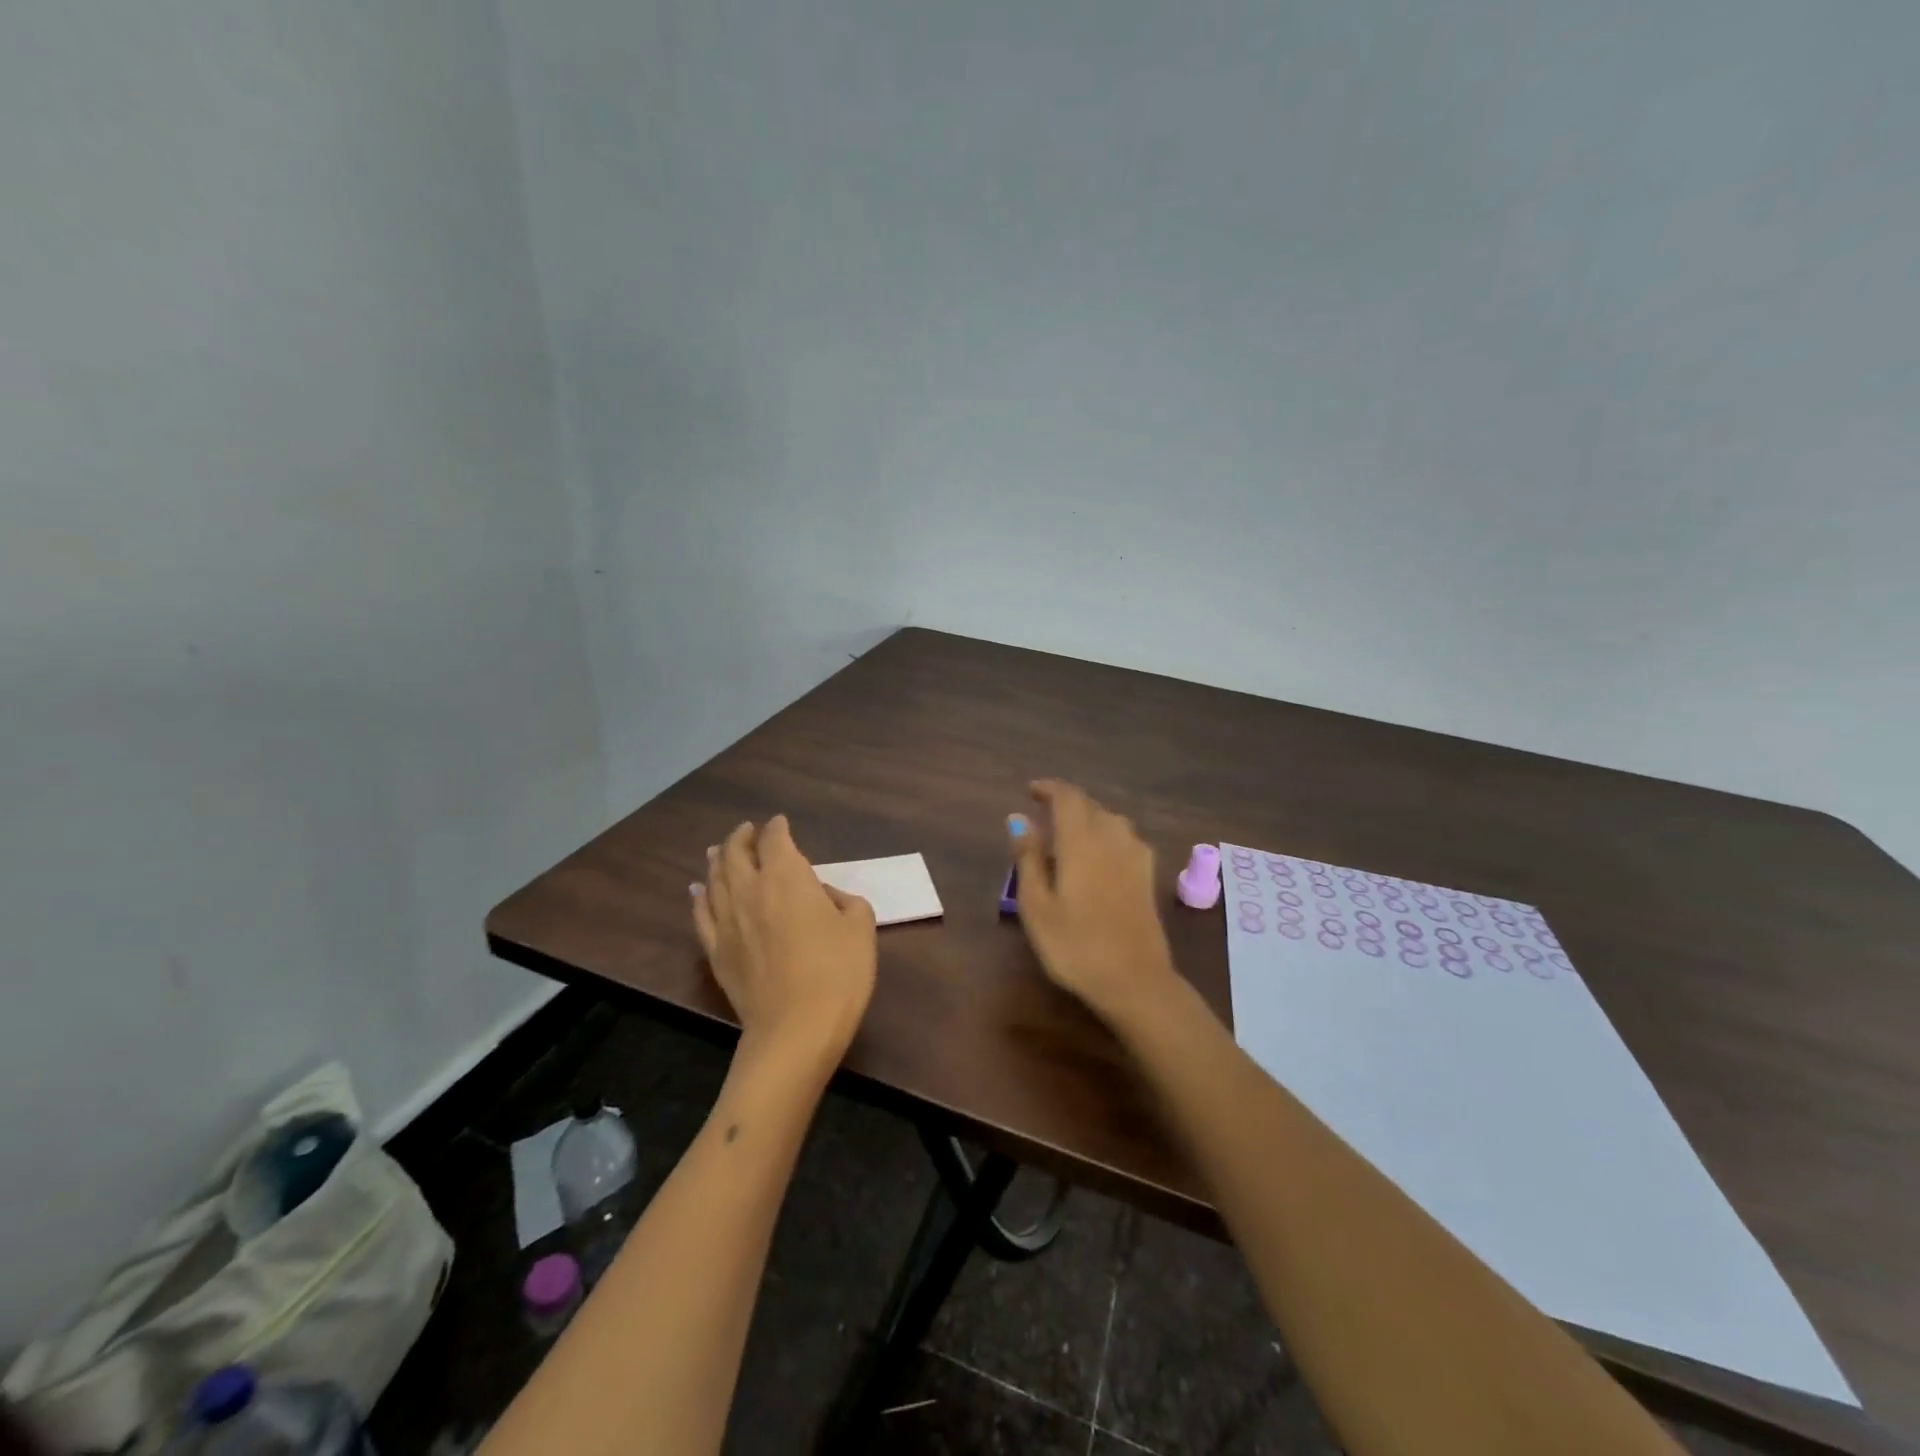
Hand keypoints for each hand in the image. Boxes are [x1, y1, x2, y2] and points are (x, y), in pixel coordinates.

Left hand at [691, 816, 877, 1070]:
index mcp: (788, 877)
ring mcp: (727, 921)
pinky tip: (697, 891)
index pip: (776, 840)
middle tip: (746, 831)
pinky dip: (699, 897)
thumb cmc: (837, 973)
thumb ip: (845, 901)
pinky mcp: (716, 951)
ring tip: (717, 851)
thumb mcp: (861, 928)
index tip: (780, 823)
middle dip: (741, 838)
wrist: (795, 1029)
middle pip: (736, 853)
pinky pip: (701, 914)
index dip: (777, 828)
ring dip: (717, 860)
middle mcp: (751, 890)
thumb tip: (824, 897)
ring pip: (714, 879)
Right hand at [1008, 780, 1178, 1017]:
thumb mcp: (1037, 905)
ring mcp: (1136, 856)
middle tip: (1043, 817)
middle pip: (1090, 805)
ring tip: (1068, 836)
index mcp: (1081, 840)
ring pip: (1111, 820)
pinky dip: (1107, 836)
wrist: (1135, 981)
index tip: (1030, 791)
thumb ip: (1028, 857)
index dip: (1049, 788)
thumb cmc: (1075, 945)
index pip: (1068, 796)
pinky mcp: (1149, 876)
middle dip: (1066, 804)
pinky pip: (1126, 838)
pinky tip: (1100, 856)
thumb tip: (1018, 819)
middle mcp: (1112, 838)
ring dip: (1088, 818)